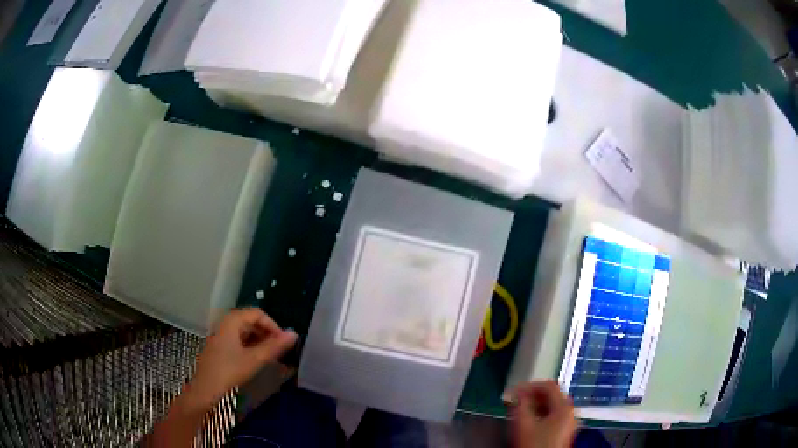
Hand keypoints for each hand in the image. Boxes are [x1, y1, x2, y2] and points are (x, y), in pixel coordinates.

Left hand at [185, 308, 296, 408]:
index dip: (272, 325)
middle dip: (267, 333)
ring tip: (270, 356)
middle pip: (250, 321)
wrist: (206, 388)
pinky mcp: (220, 347)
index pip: (257, 313)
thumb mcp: (254, 359)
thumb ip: (274, 346)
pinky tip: (256, 360)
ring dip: (259, 340)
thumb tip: (294, 334)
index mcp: (232, 321)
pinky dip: (250, 346)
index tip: (282, 342)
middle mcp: (225, 323)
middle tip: (278, 350)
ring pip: (245, 331)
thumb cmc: (230, 370)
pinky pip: (239, 340)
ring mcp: (221, 335)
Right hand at [511, 381, 577, 447]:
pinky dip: (541, 414)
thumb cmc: (534, 445)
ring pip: (553, 406)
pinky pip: (554, 415)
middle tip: (516, 400)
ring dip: (536, 405)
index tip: (515, 391)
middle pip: (553, 395)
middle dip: (533, 396)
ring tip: (520, 410)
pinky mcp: (565, 431)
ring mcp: (570, 422)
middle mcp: (571, 412)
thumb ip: (520, 404)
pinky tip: (529, 421)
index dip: (530, 385)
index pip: (549, 385)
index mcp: (565, 407)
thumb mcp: (523, 424)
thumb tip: (518, 392)